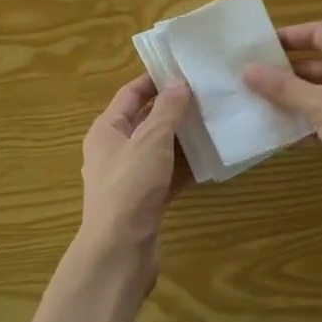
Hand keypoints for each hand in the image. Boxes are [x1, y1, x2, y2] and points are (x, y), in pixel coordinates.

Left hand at [79, 75, 192, 292]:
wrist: (119, 252)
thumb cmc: (130, 187)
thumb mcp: (151, 140)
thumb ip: (167, 110)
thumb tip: (178, 82)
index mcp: (106, 130)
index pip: (130, 94)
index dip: (154, 80)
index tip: (183, 69)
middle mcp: (114, 150)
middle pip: (146, 120)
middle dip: (174, 109)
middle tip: (207, 94)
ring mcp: (129, 178)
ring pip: (160, 149)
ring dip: (183, 138)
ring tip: (215, 122)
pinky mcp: (145, 201)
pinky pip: (167, 175)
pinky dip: (186, 167)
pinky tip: (211, 160)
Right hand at [243, 22, 321, 221]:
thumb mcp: (319, 104)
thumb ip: (282, 87)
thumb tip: (247, 70)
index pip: (318, 32)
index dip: (288, 38)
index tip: (258, 47)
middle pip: (321, 61)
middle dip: (288, 73)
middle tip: (255, 78)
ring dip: (298, 98)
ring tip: (263, 104)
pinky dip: (314, 118)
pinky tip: (288, 133)